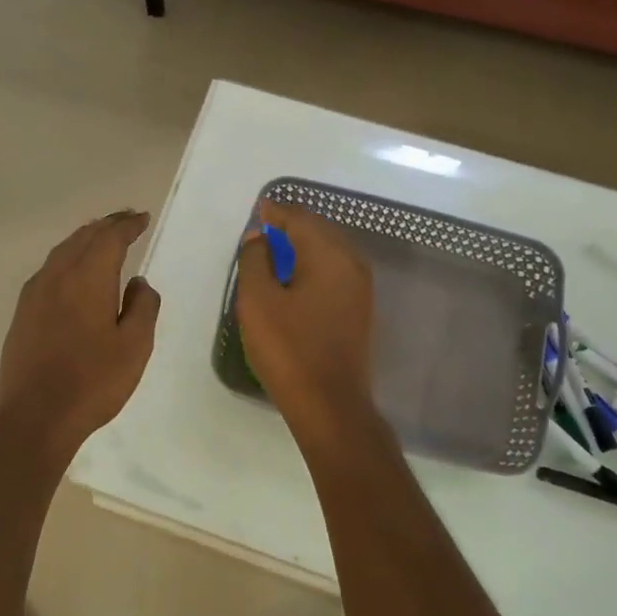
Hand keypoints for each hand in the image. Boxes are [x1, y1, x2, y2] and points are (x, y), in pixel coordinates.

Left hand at [0, 211, 160, 458]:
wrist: (35, 416)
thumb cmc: (92, 382)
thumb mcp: (134, 347)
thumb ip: (142, 308)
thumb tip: (138, 283)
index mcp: (88, 278)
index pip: (110, 237)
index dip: (127, 225)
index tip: (142, 219)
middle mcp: (57, 276)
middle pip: (83, 237)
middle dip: (106, 226)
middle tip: (126, 220)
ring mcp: (34, 294)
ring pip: (62, 252)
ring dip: (85, 240)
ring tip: (102, 238)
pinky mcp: (22, 313)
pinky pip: (49, 270)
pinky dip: (67, 259)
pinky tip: (73, 272)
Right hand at [235, 199, 375, 433]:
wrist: (329, 404)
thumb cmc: (289, 349)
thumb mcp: (258, 301)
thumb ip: (255, 260)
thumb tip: (259, 237)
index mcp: (329, 255)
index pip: (301, 219)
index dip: (276, 212)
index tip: (258, 211)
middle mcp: (352, 263)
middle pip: (320, 231)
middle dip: (292, 226)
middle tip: (264, 230)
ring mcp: (360, 289)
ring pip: (330, 252)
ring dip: (303, 246)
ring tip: (275, 253)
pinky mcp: (359, 310)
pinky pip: (335, 272)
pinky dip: (314, 266)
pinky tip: (295, 280)